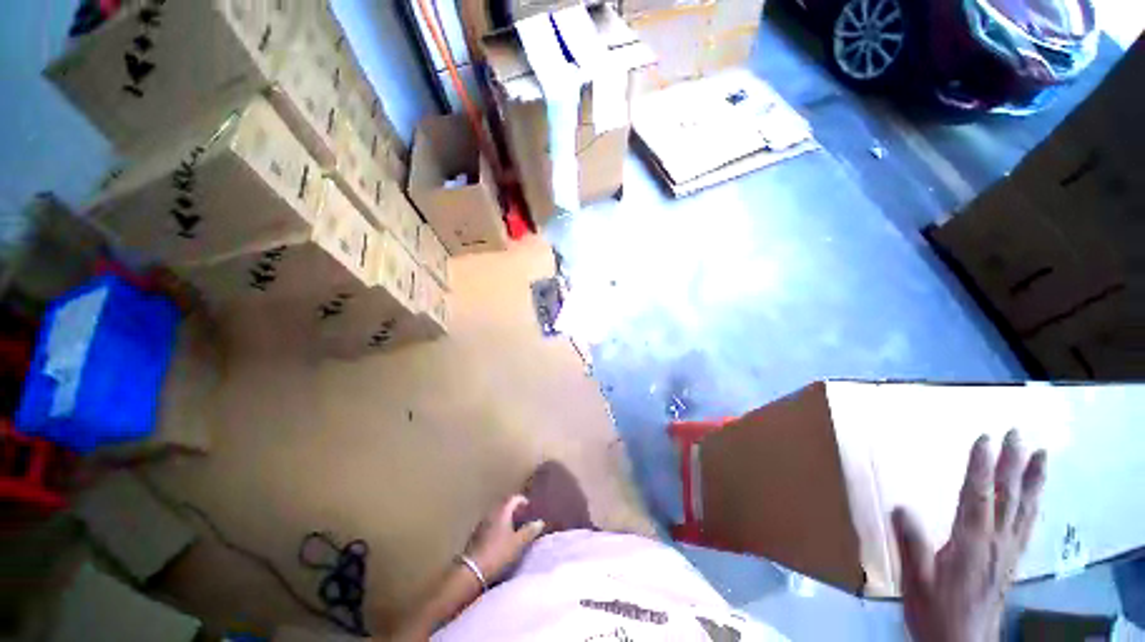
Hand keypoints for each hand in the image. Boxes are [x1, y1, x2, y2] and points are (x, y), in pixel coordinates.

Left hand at [465, 495, 544, 583]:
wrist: (472, 571)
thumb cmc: (498, 553)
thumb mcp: (518, 543)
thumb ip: (529, 531)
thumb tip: (540, 522)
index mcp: (502, 511)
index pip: (514, 498)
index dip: (523, 501)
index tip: (530, 508)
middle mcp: (491, 513)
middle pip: (504, 505)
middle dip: (514, 509)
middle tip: (524, 517)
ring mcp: (482, 524)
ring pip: (497, 515)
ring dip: (506, 518)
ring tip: (514, 528)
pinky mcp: (476, 535)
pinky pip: (490, 524)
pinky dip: (498, 526)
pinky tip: (501, 538)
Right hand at [893, 430, 1046, 641]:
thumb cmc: (934, 611)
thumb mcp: (915, 580)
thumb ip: (911, 544)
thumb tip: (900, 507)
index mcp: (970, 543)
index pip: (977, 496)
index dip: (981, 467)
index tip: (984, 439)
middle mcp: (996, 543)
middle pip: (1008, 498)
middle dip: (1013, 465)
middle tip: (1018, 435)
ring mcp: (1008, 552)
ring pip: (1024, 510)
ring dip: (1032, 482)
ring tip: (1041, 457)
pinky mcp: (1012, 563)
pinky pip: (1026, 527)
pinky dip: (1033, 506)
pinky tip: (1035, 498)